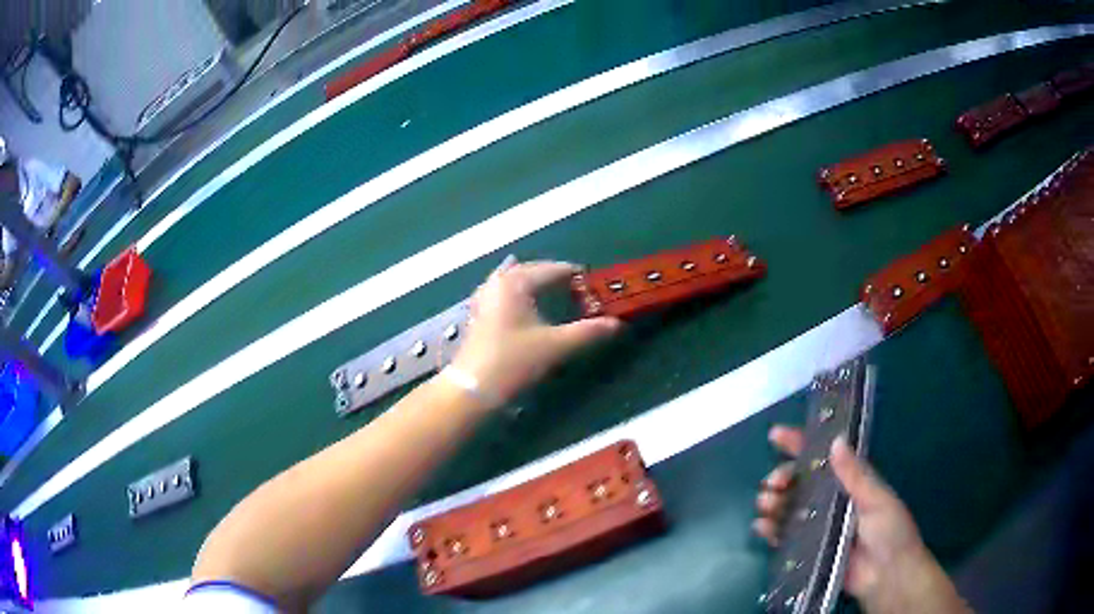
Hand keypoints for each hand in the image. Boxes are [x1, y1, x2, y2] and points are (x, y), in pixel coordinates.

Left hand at [451, 260, 621, 408]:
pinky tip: (528, 306)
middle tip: (580, 291)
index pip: (553, 269)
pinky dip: (521, 295)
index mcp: (516, 281)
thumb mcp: (555, 346)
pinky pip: (505, 293)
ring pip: (516, 281)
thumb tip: (618, 324)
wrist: (473, 389)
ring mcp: (484, 297)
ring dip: (537, 285)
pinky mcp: (479, 313)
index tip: (596, 285)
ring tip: (557, 296)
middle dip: (557, 279)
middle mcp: (498, 282)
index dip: (576, 276)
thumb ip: (588, 332)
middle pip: (533, 271)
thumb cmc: (514, 362)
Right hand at [754, 426, 971, 613]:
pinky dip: (770, 529)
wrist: (886, 576)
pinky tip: (761, 526)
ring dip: (773, 501)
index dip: (799, 443)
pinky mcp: (808, 550)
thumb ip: (856, 475)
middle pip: (799, 482)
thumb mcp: (877, 499)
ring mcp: (818, 526)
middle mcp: (830, 501)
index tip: (776, 435)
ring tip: (766, 503)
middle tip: (773, 483)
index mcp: (850, 483)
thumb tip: (835, 440)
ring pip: (788, 507)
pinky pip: (784, 536)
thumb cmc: (890, 531)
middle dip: (782, 476)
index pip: (823, 457)